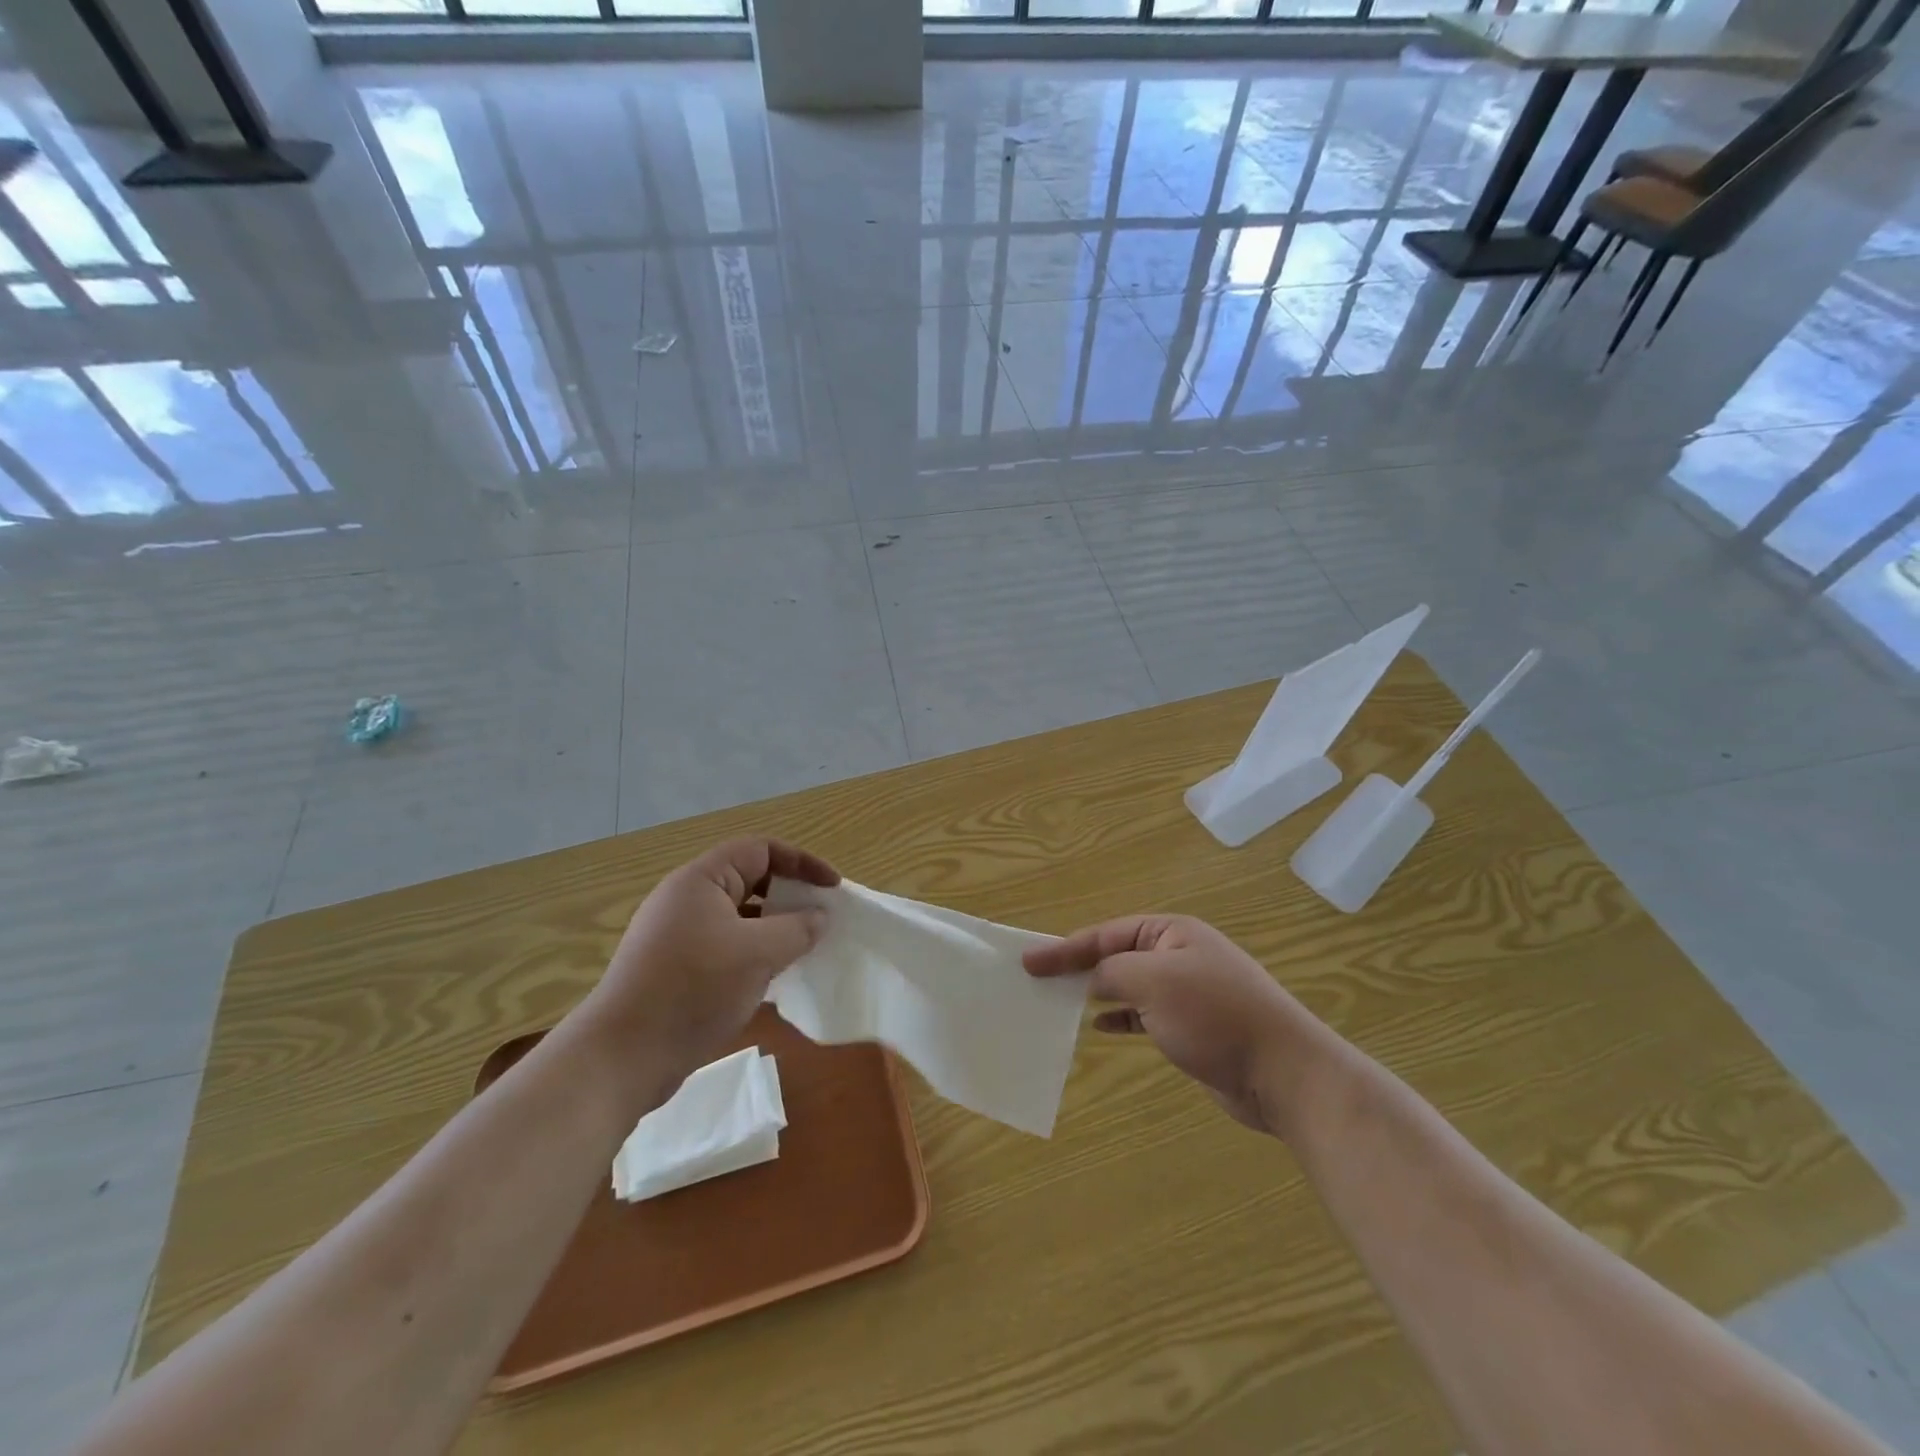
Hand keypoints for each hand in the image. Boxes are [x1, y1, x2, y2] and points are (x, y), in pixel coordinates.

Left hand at [587, 838, 838, 1083]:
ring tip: (804, 949)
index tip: (832, 888)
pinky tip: (773, 978)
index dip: (802, 862)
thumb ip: (797, 929)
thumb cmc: (693, 989)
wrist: (622, 1057)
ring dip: (774, 928)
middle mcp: (687, 899)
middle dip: (789, 895)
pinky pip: (726, 946)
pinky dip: (754, 953)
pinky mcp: (676, 968)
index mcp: (701, 880)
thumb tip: (820, 916)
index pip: (761, 850)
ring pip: (739, 917)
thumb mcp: (757, 954)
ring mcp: (678, 935)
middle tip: (821, 919)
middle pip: (750, 880)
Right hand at [1024, 915, 1341, 1136]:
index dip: (1065, 947)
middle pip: (1116, 955)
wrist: (1283, 1073)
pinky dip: (1119, 1018)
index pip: (1106, 934)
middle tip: (1038, 980)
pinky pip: (1143, 1014)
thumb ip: (1112, 973)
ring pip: (1128, 985)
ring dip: (1096, 993)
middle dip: (1078, 967)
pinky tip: (1099, 1027)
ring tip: (1060, 1003)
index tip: (1029, 961)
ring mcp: (1187, 991)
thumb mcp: (1154, 983)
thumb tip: (1089, 980)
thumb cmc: (1215, 1015)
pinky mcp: (1192, 1026)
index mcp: (1171, 932)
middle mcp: (1178, 954)